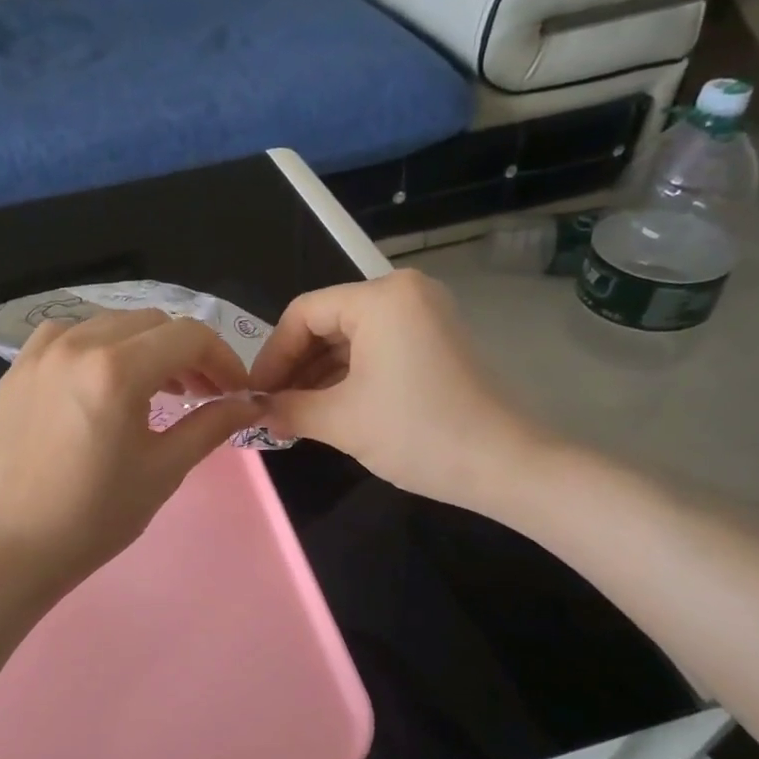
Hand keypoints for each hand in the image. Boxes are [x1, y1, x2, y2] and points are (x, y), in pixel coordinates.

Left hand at [0, 309, 261, 597]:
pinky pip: (67, 335)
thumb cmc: (98, 515)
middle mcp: (77, 345)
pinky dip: (96, 345)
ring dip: (143, 346)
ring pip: (110, 323)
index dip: (223, 359)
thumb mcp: (165, 469)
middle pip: (152, 323)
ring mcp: (40, 353)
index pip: (189, 337)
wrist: (18, 545)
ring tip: (155, 387)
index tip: (234, 391)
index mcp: (117, 370)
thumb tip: (252, 402)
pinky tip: (101, 378)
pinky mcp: (18, 369)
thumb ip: (212, 424)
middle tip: (200, 393)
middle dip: (186, 353)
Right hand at [249, 271, 553, 517]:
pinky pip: (376, 349)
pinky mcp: (435, 341)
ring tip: (293, 412)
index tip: (253, 394)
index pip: (302, 313)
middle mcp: (403, 293)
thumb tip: (253, 411)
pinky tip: (326, 407)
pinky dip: (348, 376)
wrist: (505, 465)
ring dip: (318, 374)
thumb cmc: (418, 433)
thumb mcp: (340, 421)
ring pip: (350, 338)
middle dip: (294, 366)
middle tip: (270, 405)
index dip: (271, 355)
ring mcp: (424, 316)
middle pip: (326, 322)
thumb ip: (287, 408)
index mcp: (380, 298)